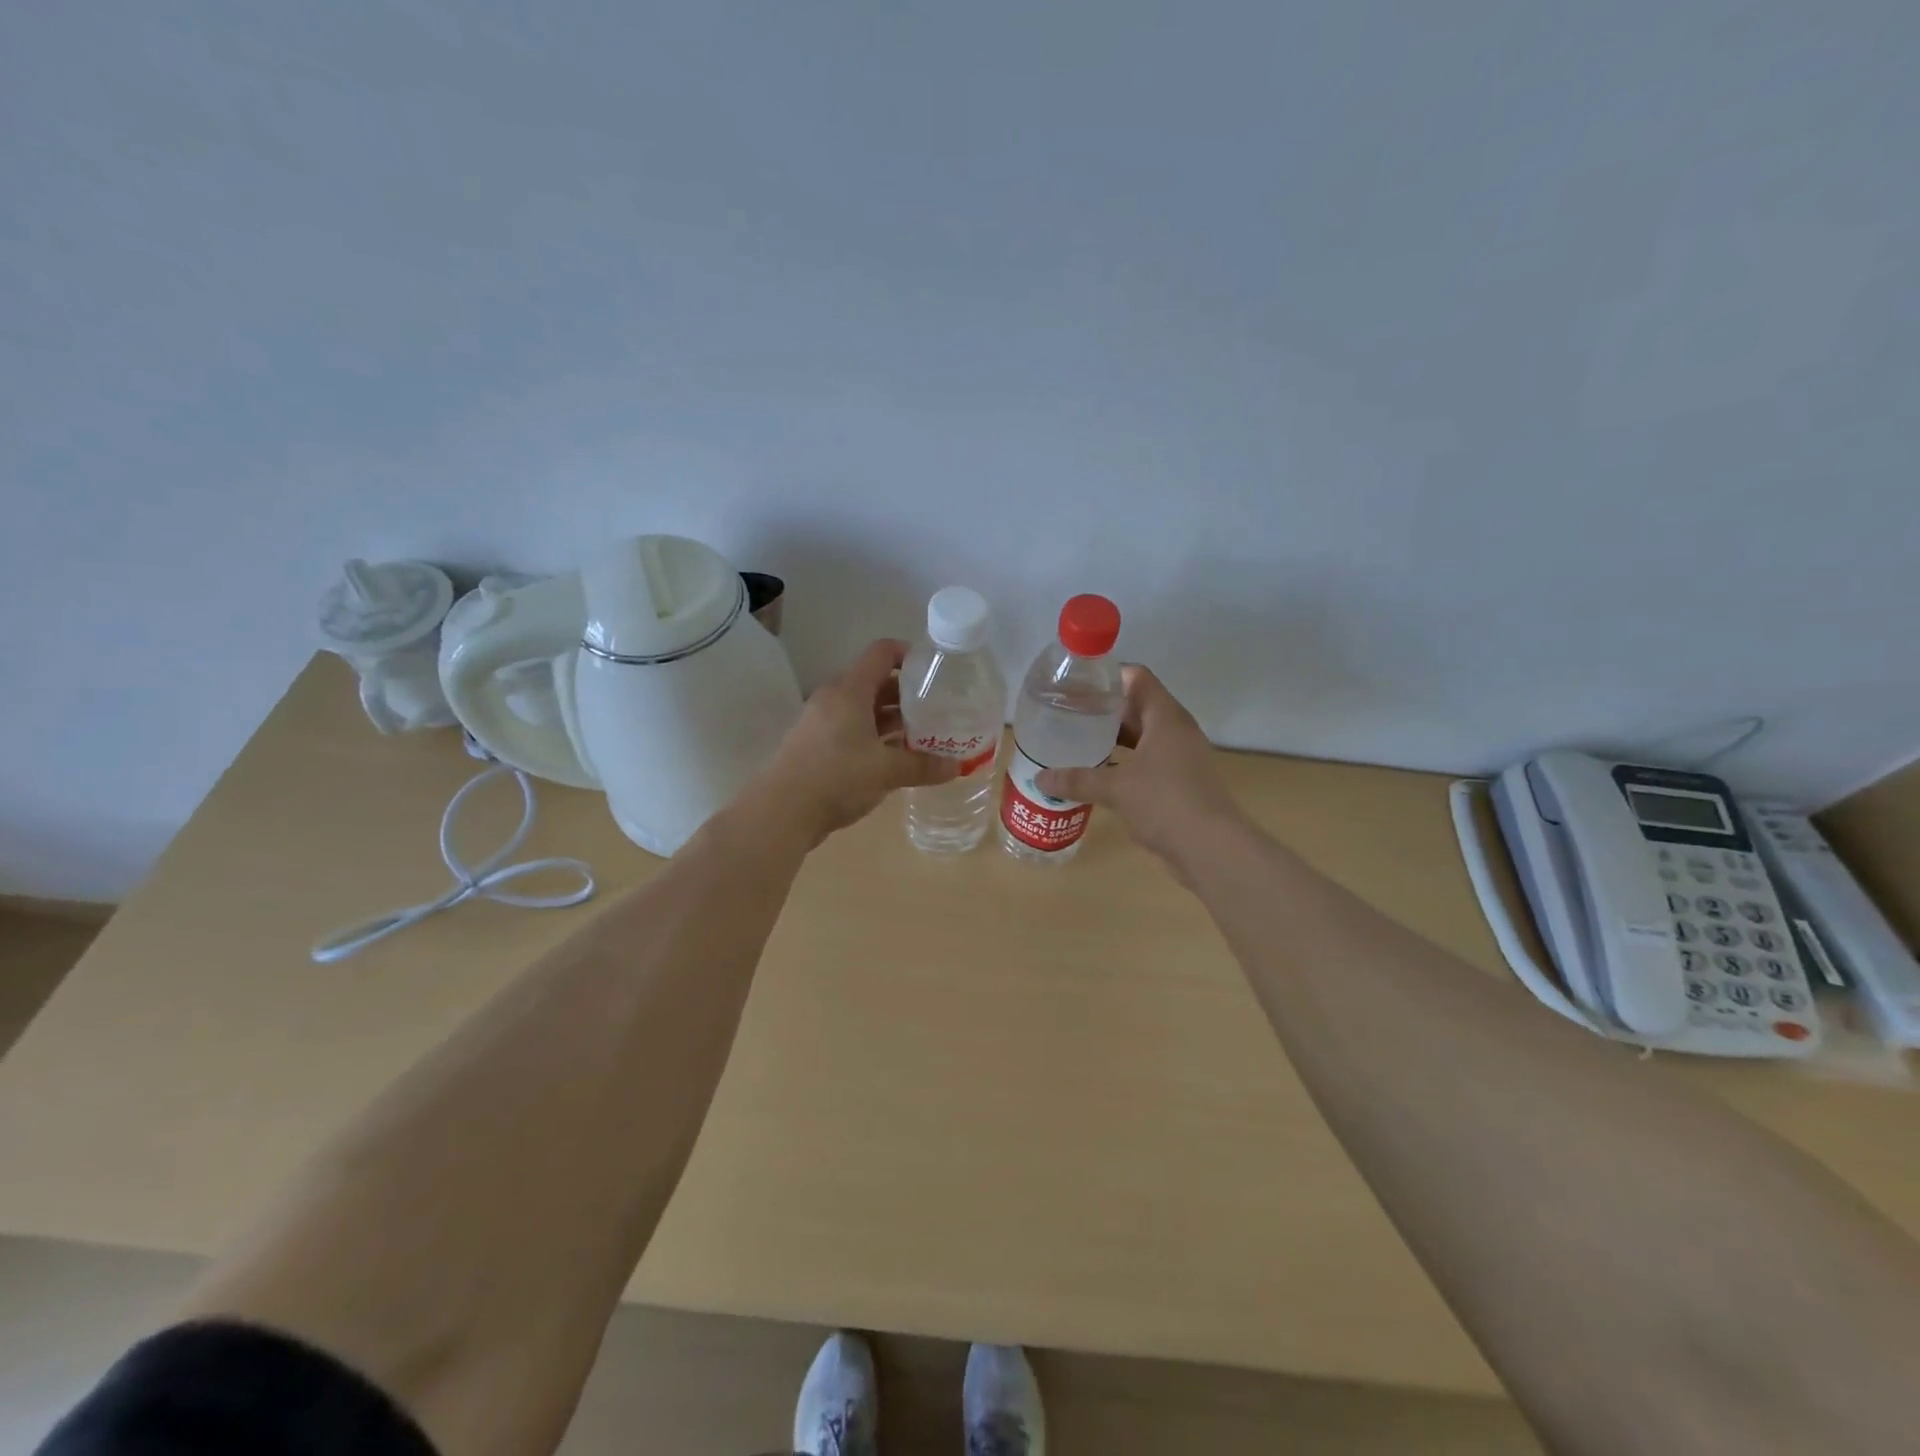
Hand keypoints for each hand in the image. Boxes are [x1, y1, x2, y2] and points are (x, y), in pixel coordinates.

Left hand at [748, 639, 959, 847]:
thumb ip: (923, 766)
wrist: (780, 812)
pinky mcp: (815, 746)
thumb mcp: (886, 771)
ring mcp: (821, 723)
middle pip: (875, 682)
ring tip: (922, 734)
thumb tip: (957, 767)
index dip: (909, 654)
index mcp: (850, 691)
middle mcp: (834, 699)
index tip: (935, 671)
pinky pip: (851, 730)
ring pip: (863, 709)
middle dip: (907, 694)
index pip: (882, 653)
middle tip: (936, 708)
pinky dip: (874, 737)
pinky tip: (894, 757)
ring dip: (891, 719)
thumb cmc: (836, 778)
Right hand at [1034, 666, 1244, 865]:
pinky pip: (1146, 762)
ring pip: (1141, 737)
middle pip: (1137, 706)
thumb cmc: (1166, 802)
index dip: (1107, 677)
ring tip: (1076, 743)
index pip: (1137, 678)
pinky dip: (1123, 764)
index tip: (1076, 686)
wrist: (1212, 849)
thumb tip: (1041, 779)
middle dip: (1103, 711)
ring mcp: (1180, 757)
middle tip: (1067, 715)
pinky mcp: (1180, 783)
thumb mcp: (1116, 788)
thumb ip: (1078, 780)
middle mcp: (1176, 731)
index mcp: (1166, 718)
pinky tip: (1097, 775)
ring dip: (1112, 739)